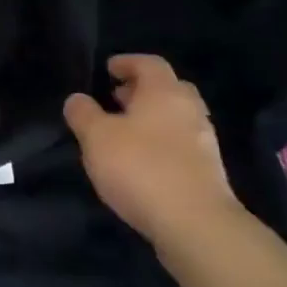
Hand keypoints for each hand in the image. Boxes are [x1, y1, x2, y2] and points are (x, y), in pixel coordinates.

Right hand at [64, 55, 239, 244]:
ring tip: (124, 132)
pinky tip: (142, 161)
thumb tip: (77, 99)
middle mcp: (189, 109)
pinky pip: (181, 144)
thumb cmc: (141, 168)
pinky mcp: (208, 171)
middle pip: (168, 88)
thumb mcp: (96, 138)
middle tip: (116, 98)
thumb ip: (83, 114)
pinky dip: (162, 142)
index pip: (149, 63)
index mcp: (164, 92)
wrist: (196, 223)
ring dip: (152, 118)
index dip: (127, 62)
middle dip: (141, 90)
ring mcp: (204, 141)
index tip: (108, 69)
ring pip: (176, 117)